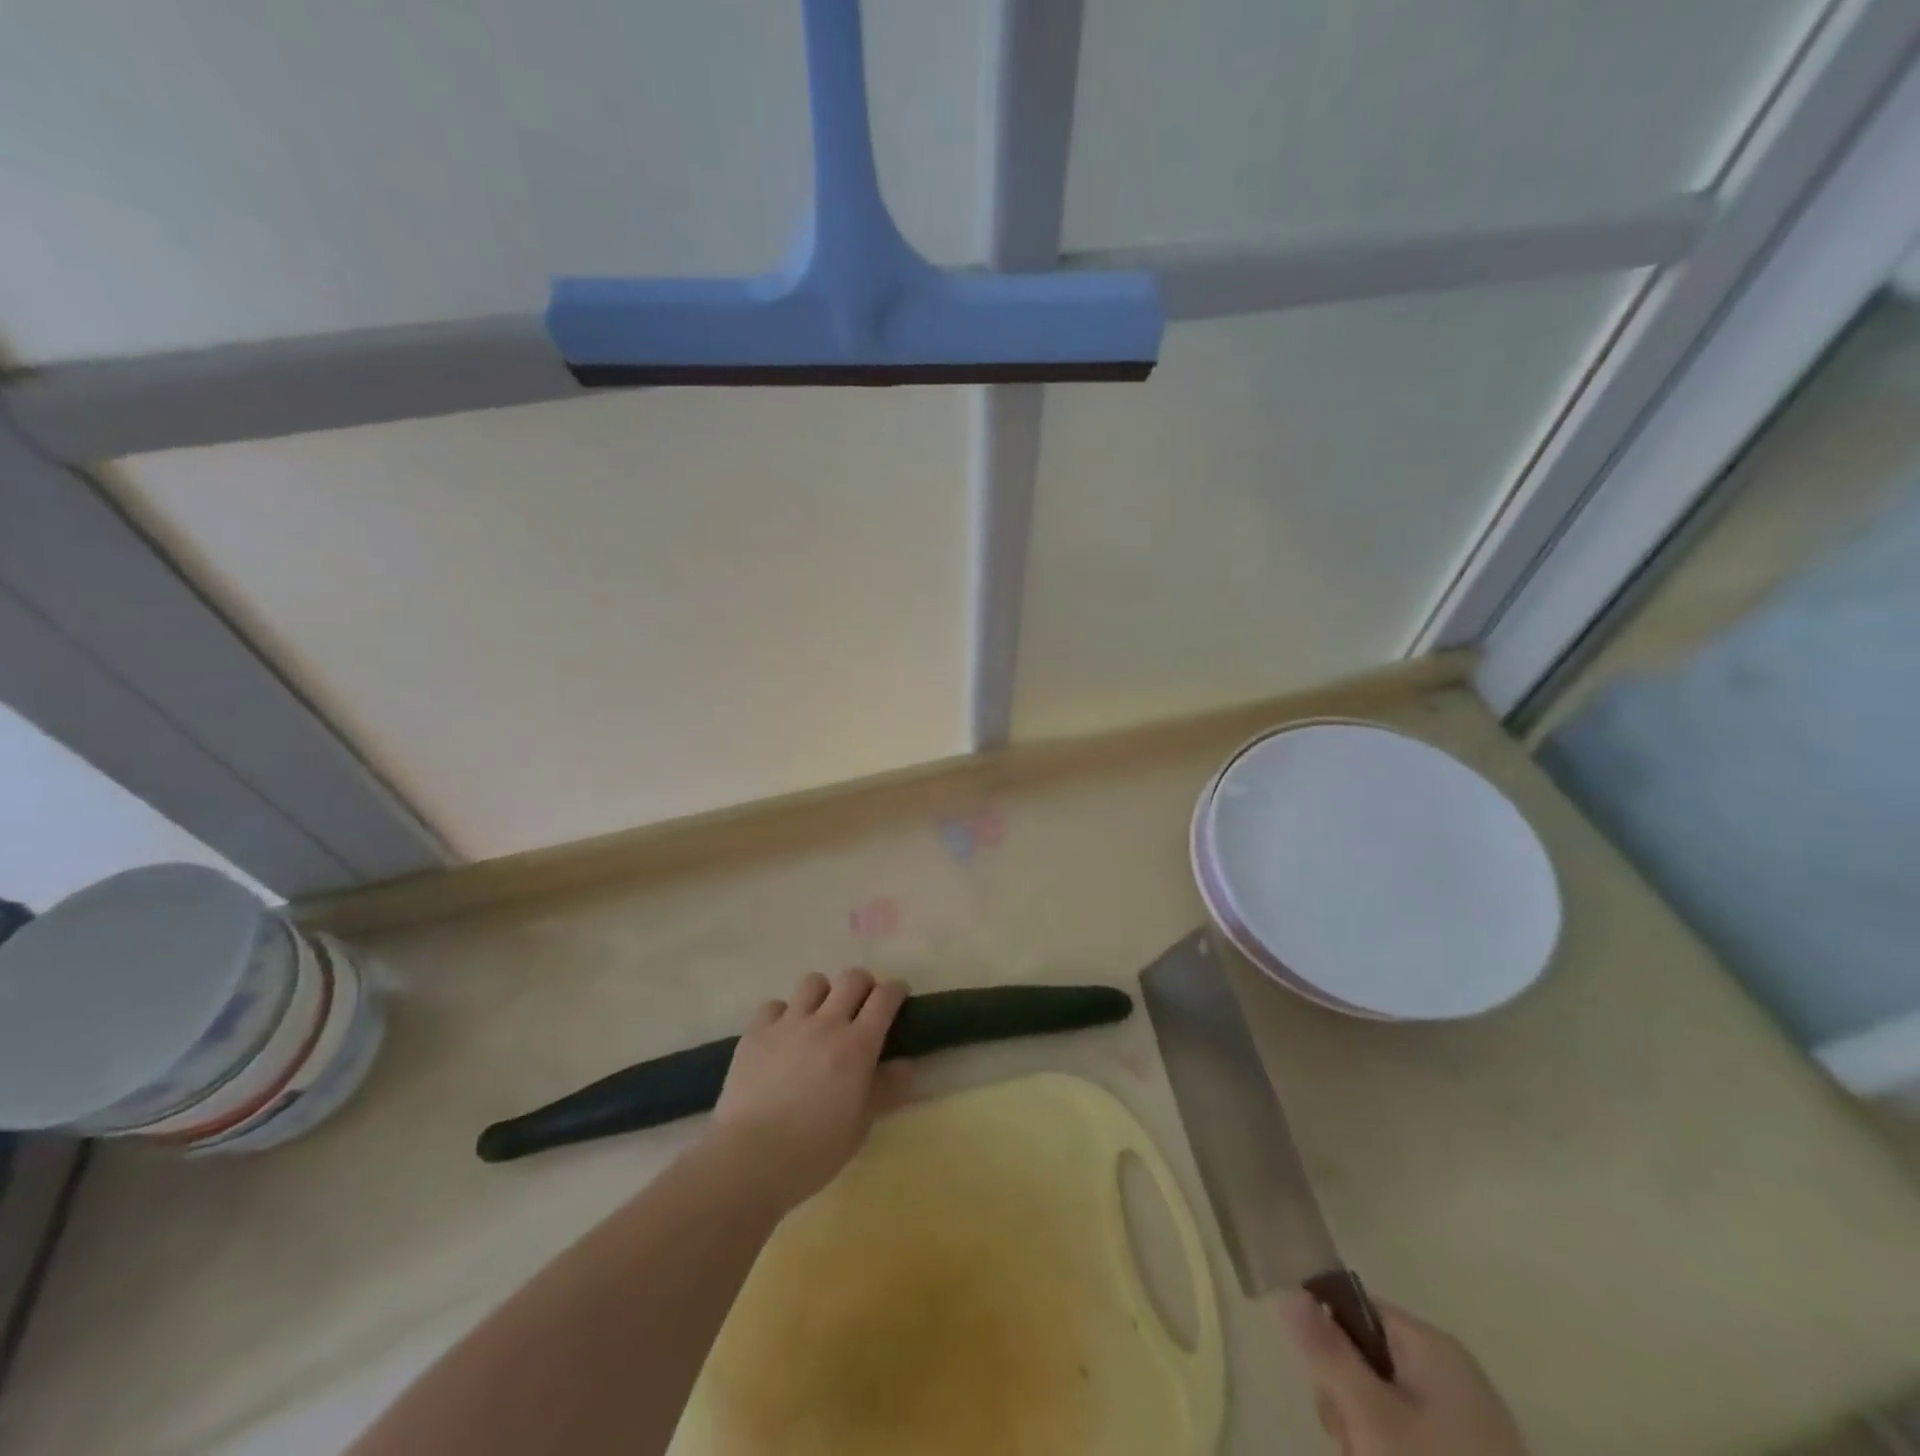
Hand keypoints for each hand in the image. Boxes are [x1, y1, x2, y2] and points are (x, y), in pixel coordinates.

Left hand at [711, 968, 910, 1208]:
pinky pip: (774, 1005)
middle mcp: (826, 1023)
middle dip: (864, 985)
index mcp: (857, 1045)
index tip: (899, 996)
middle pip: (852, 978)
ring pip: (813, 982)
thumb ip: (886, 1089)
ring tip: (820, 1016)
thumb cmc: (814, 1150)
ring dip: (824, 994)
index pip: (884, 998)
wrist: (751, 1159)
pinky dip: (783, 1014)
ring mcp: (788, 1024)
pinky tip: (782, 1036)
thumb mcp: (861, 1125)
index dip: (896, 990)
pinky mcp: (756, 1032)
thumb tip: (906, 1064)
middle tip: (862, 1005)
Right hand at [1283, 1290, 1526, 1455]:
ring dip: (1368, 1434)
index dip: (1330, 1342)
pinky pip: (1415, 1437)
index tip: (1325, 1387)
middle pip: (1370, 1360)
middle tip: (1353, 1441)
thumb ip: (1327, 1351)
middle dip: (1349, 1401)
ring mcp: (1468, 1422)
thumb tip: (1290, 1291)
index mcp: (1433, 1346)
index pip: (1358, 1311)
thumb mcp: (1370, 1416)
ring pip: (1388, 1405)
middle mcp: (1453, 1372)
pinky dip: (1394, 1452)